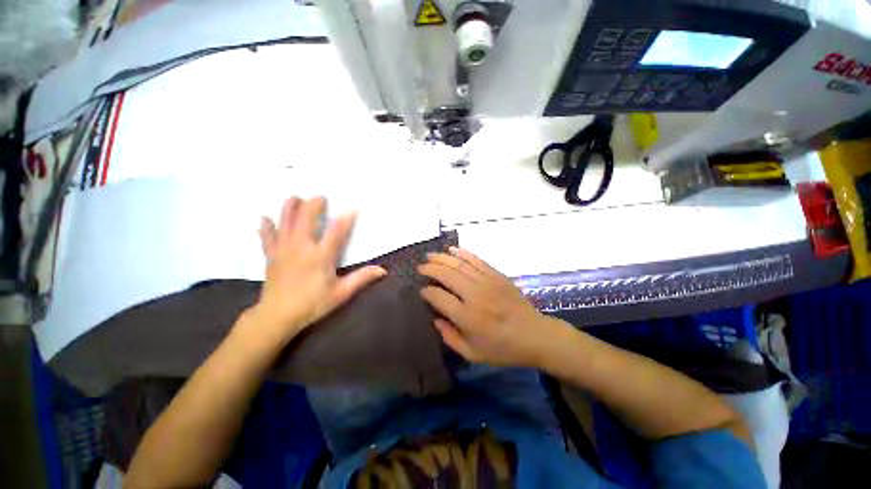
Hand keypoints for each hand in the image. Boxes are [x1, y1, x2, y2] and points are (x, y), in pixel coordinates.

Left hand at [250, 196, 385, 344]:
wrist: (278, 316)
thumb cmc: (312, 304)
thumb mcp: (341, 293)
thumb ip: (361, 278)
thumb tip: (382, 270)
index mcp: (320, 256)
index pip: (336, 232)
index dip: (345, 219)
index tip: (352, 208)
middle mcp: (301, 248)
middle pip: (306, 219)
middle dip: (313, 205)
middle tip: (320, 197)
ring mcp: (283, 250)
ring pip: (285, 223)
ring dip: (289, 208)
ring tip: (294, 197)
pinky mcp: (271, 256)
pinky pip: (267, 237)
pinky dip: (266, 227)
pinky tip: (264, 217)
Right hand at [418, 247, 569, 367]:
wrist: (534, 335)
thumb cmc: (502, 348)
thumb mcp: (472, 354)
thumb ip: (449, 337)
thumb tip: (435, 319)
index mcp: (467, 317)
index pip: (439, 297)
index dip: (427, 292)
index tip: (422, 290)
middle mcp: (475, 295)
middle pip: (447, 275)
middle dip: (430, 269)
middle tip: (420, 267)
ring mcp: (487, 282)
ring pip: (459, 264)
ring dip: (442, 258)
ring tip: (430, 256)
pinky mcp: (497, 275)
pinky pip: (476, 260)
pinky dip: (463, 253)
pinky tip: (452, 250)